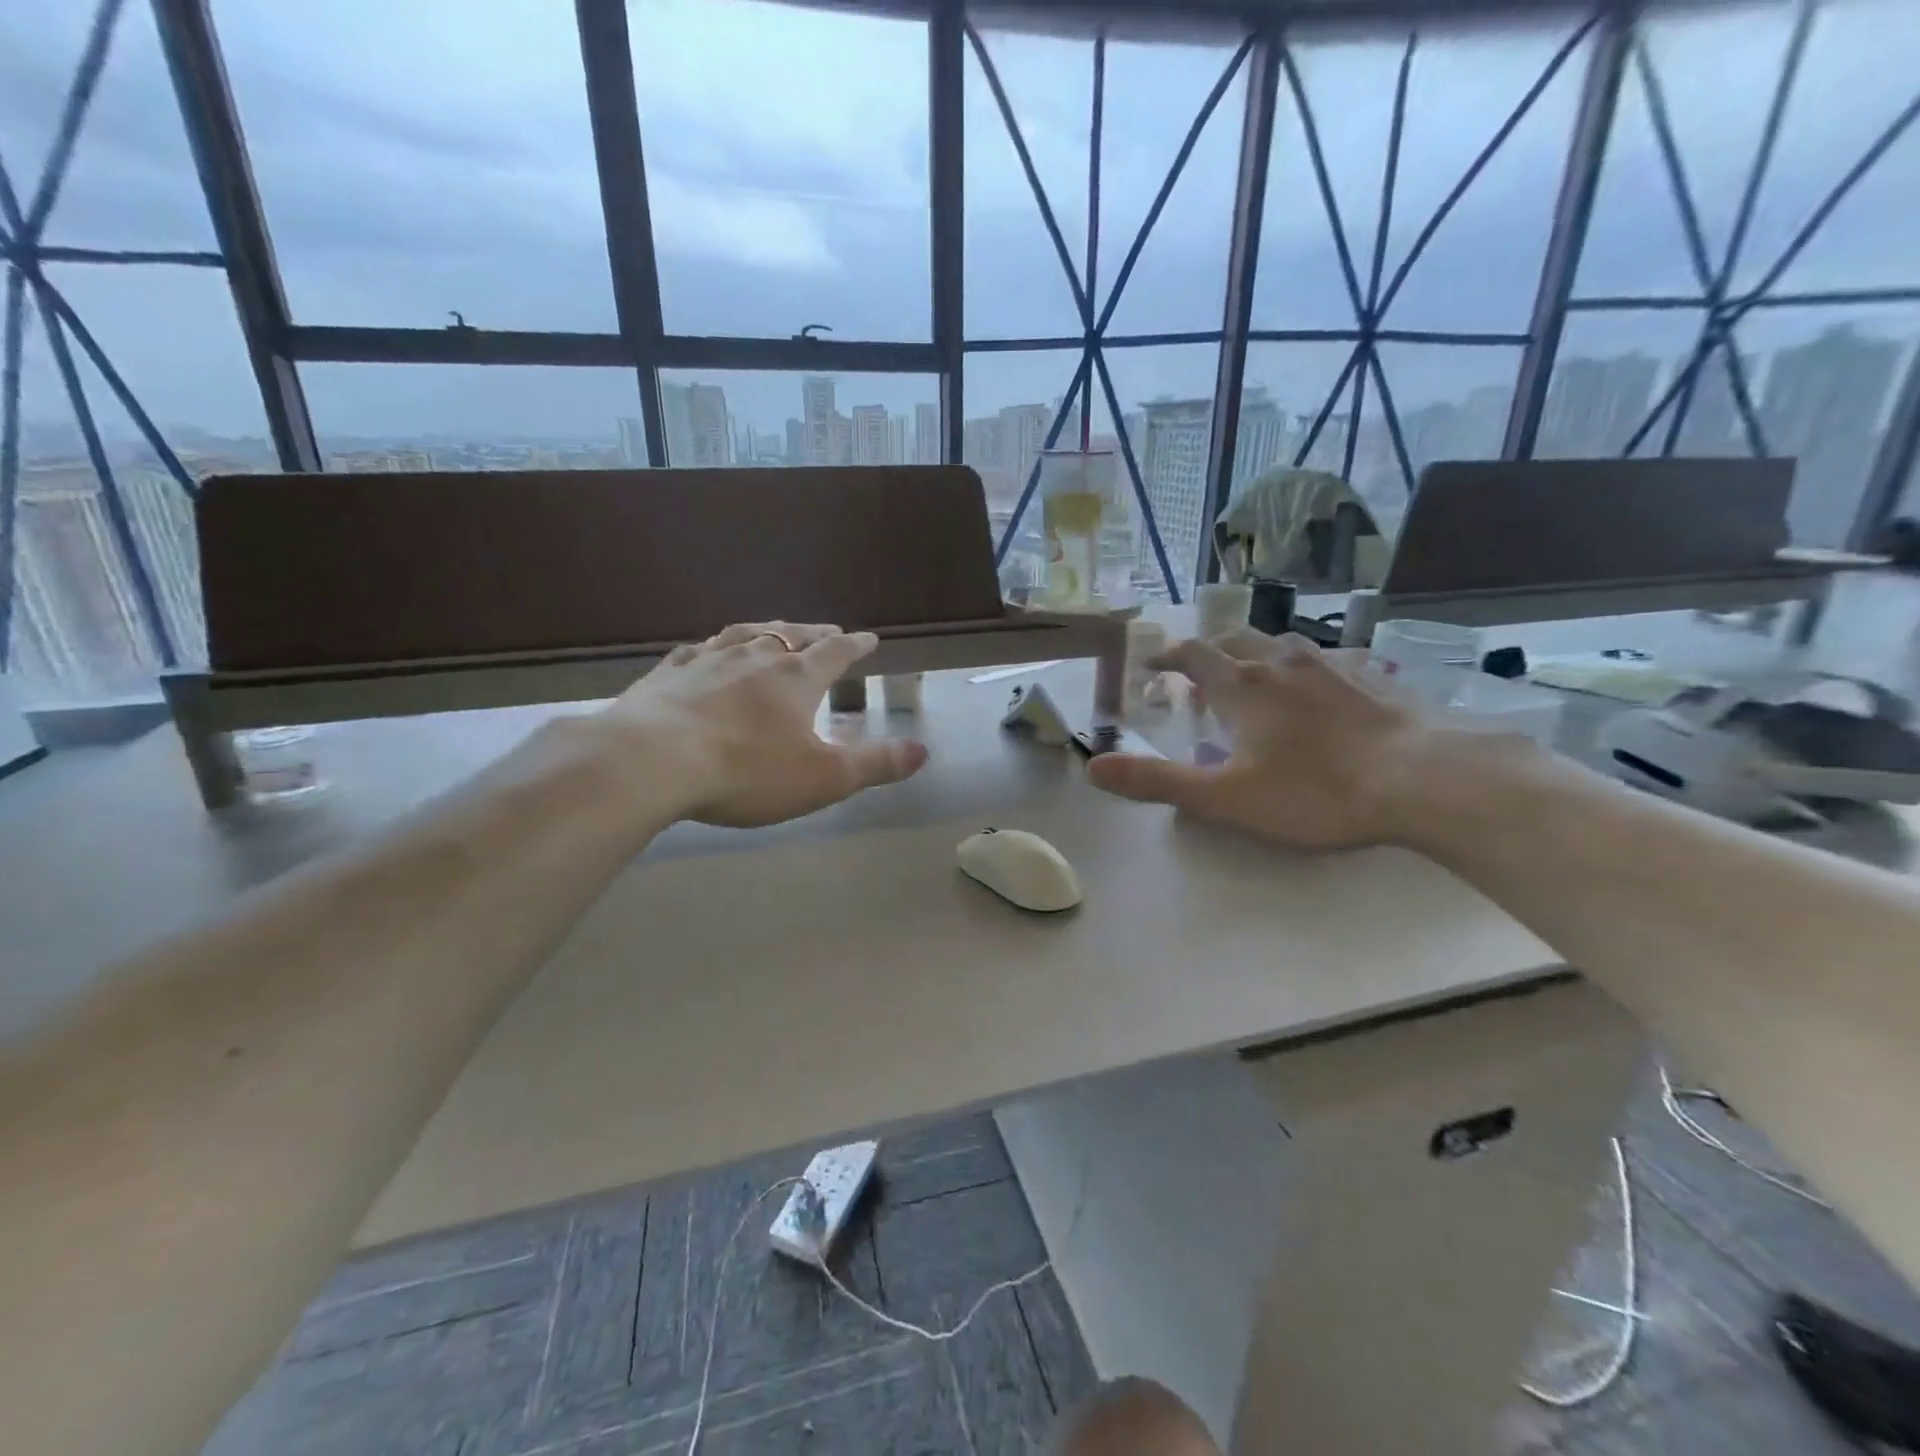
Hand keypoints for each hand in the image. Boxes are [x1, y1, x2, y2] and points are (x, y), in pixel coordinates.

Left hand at [604, 621, 927, 827]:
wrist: (649, 761)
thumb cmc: (745, 770)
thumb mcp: (823, 777)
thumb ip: (874, 764)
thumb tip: (922, 750)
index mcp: (795, 678)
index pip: (835, 653)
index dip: (855, 646)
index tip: (869, 637)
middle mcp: (753, 659)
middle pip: (791, 636)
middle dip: (813, 634)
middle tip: (826, 630)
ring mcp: (706, 661)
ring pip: (743, 635)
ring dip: (765, 631)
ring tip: (773, 631)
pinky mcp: (666, 676)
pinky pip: (695, 651)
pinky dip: (711, 648)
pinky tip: (704, 651)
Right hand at [1086, 632, 1434, 849]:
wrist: (1423, 779)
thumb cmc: (1314, 790)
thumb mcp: (1224, 797)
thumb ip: (1156, 781)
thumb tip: (1093, 767)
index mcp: (1241, 686)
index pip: (1192, 654)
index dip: (1167, 655)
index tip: (1151, 663)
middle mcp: (1281, 663)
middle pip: (1235, 639)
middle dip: (1210, 651)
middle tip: (1200, 674)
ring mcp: (1331, 666)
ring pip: (1281, 644)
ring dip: (1257, 655)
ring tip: (1255, 679)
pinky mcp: (1371, 679)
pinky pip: (1327, 659)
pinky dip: (1305, 667)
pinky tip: (1319, 690)